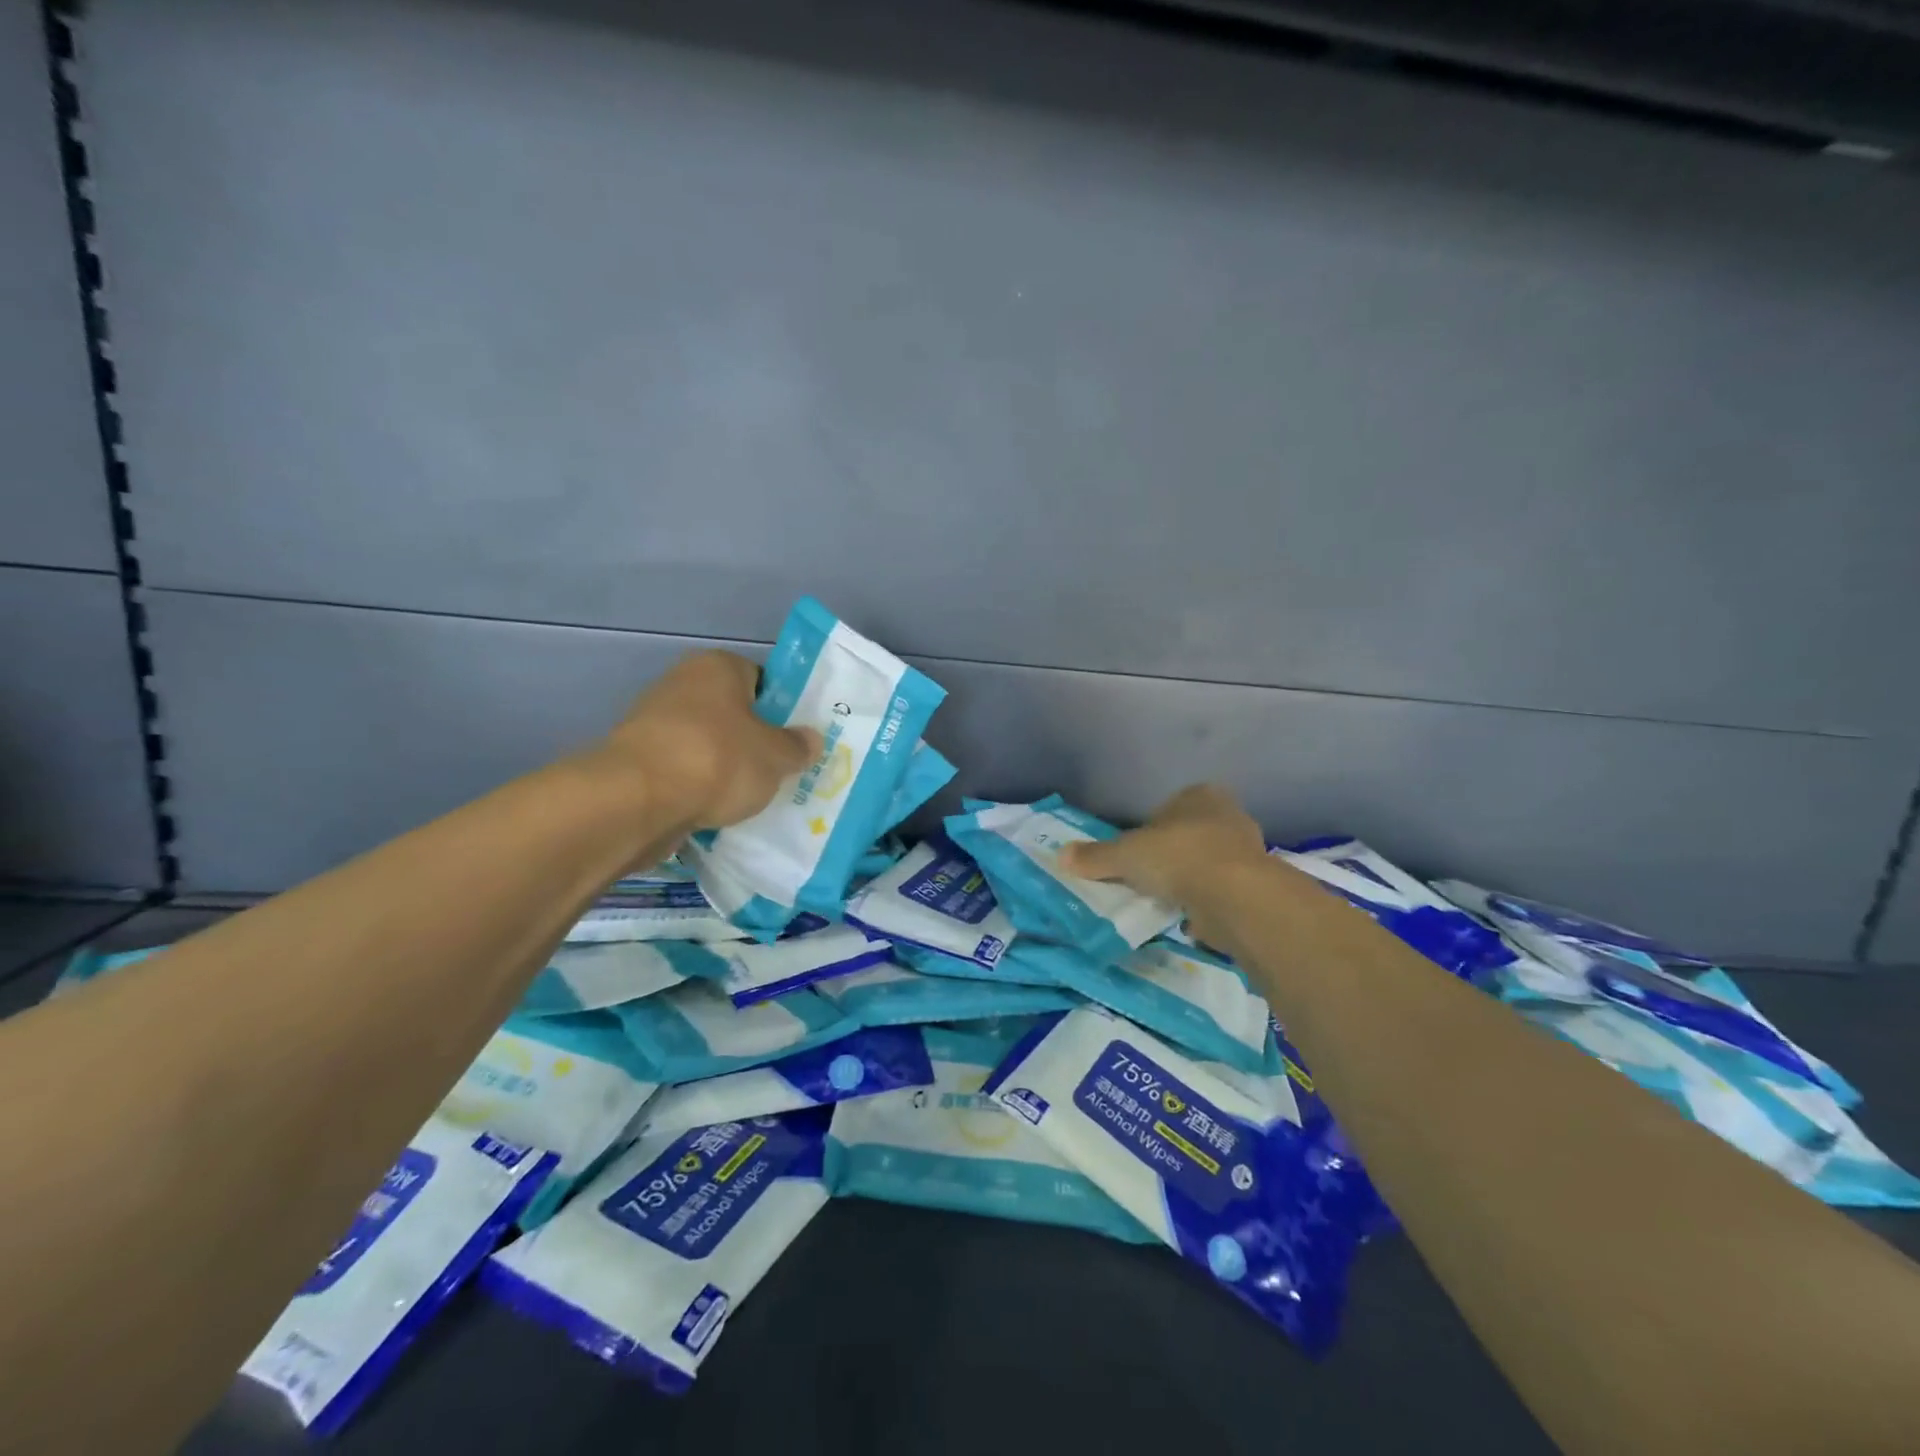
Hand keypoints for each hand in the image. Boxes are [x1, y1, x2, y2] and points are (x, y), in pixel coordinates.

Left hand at [595, 650, 820, 831]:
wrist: (637, 801)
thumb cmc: (718, 760)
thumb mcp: (776, 756)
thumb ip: (797, 747)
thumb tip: (811, 740)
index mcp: (718, 667)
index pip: (761, 679)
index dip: (783, 709)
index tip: (796, 739)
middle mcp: (682, 683)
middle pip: (732, 713)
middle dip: (754, 741)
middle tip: (780, 770)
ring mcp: (653, 722)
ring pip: (707, 744)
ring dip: (725, 767)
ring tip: (752, 797)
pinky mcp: (637, 760)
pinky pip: (683, 771)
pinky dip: (698, 788)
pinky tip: (717, 810)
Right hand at [1059, 785, 1267, 939]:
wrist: (1234, 895)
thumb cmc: (1177, 856)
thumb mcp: (1125, 854)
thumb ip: (1096, 856)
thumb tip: (1061, 855)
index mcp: (1199, 795)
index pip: (1169, 808)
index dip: (1149, 830)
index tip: (1136, 854)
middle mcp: (1228, 815)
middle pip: (1189, 835)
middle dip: (1171, 855)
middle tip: (1148, 878)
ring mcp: (1247, 851)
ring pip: (1207, 863)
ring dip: (1189, 880)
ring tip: (1166, 901)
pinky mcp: (1256, 885)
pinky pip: (1221, 891)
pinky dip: (1206, 902)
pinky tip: (1190, 917)